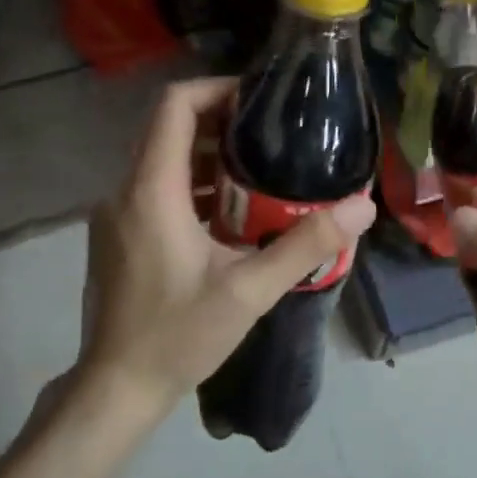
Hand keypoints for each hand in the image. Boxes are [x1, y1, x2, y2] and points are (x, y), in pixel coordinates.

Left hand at [70, 77, 376, 432]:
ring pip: (160, 162)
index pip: (173, 106)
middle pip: (167, 130)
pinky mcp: (116, 237)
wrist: (116, 387)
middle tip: (271, 136)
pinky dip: (189, 188)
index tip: (259, 100)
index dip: (216, 90)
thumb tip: (362, 206)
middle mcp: (124, 192)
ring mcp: (114, 216)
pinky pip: (153, 191)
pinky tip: (228, 216)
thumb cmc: (178, 337)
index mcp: (151, 192)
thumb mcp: (248, 292)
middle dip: (219, 123)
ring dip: (205, 158)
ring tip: (259, 172)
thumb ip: (305, 246)